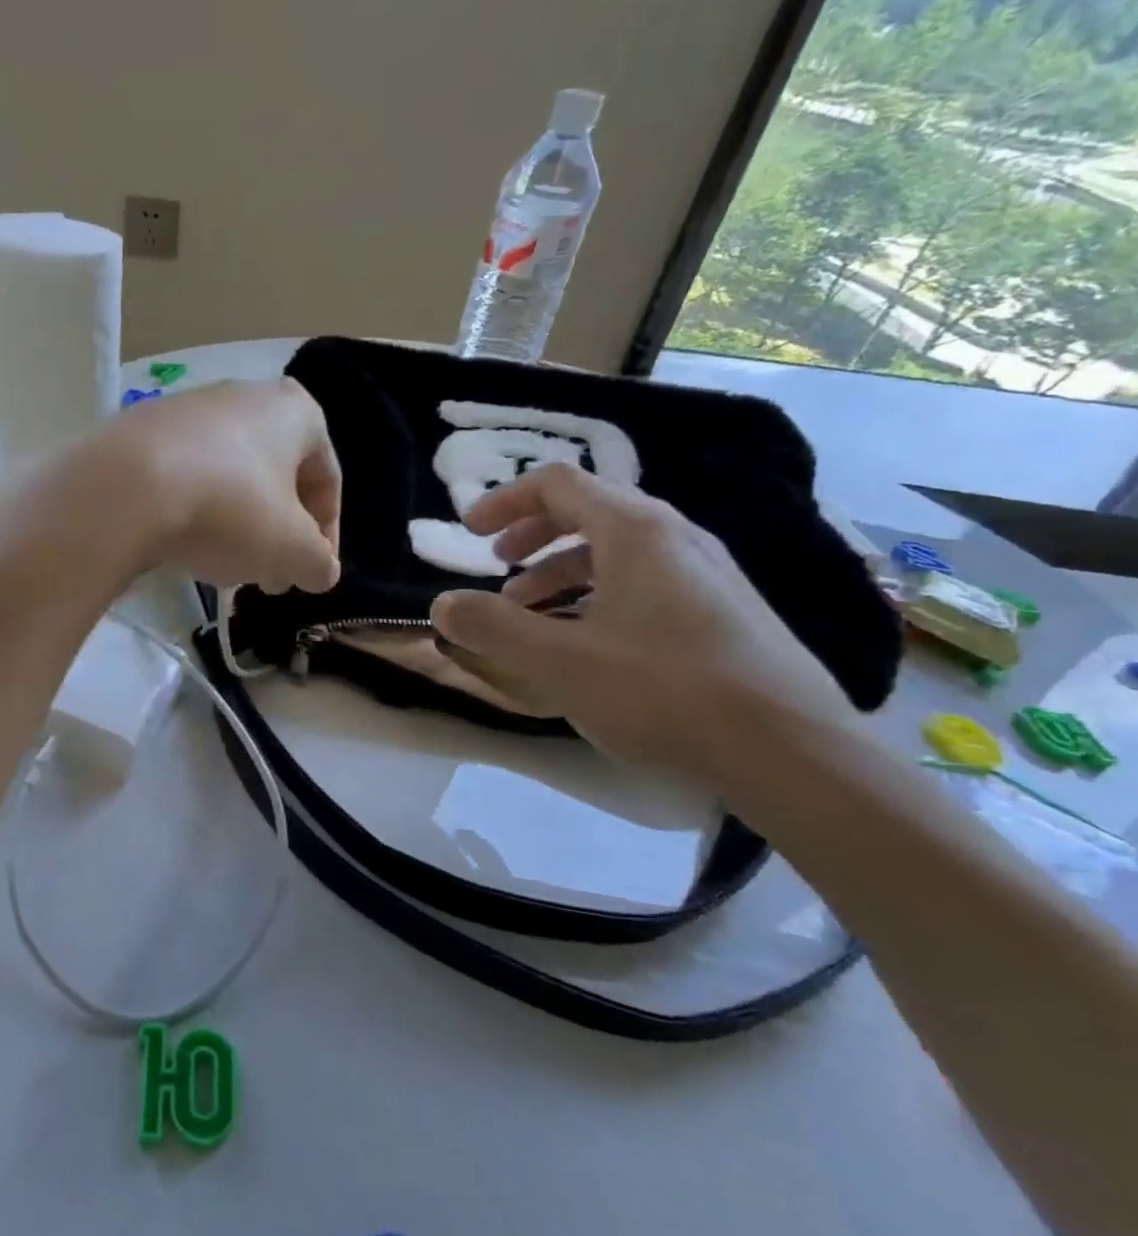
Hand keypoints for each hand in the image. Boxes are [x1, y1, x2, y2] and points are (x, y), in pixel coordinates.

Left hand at [60, 379, 341, 593]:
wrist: (124, 488)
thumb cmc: (230, 509)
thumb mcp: (291, 549)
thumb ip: (318, 563)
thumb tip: (321, 570)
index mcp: (294, 411)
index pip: (327, 479)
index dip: (325, 535)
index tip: (311, 574)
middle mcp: (245, 395)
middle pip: (274, 477)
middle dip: (277, 533)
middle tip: (269, 577)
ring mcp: (188, 409)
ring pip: (229, 477)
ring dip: (236, 524)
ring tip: (224, 566)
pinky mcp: (142, 430)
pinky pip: (185, 475)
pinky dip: (193, 509)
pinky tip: (181, 543)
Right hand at [429, 462, 861, 780]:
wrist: (794, 751)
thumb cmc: (663, 690)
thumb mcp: (556, 660)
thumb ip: (490, 626)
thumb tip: (442, 604)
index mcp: (634, 530)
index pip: (557, 484)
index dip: (503, 501)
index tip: (468, 533)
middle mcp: (675, 536)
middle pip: (588, 510)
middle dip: (531, 535)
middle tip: (497, 566)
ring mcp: (707, 573)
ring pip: (617, 550)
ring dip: (561, 570)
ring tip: (531, 612)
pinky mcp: (724, 610)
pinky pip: (645, 581)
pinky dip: (598, 594)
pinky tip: (587, 642)